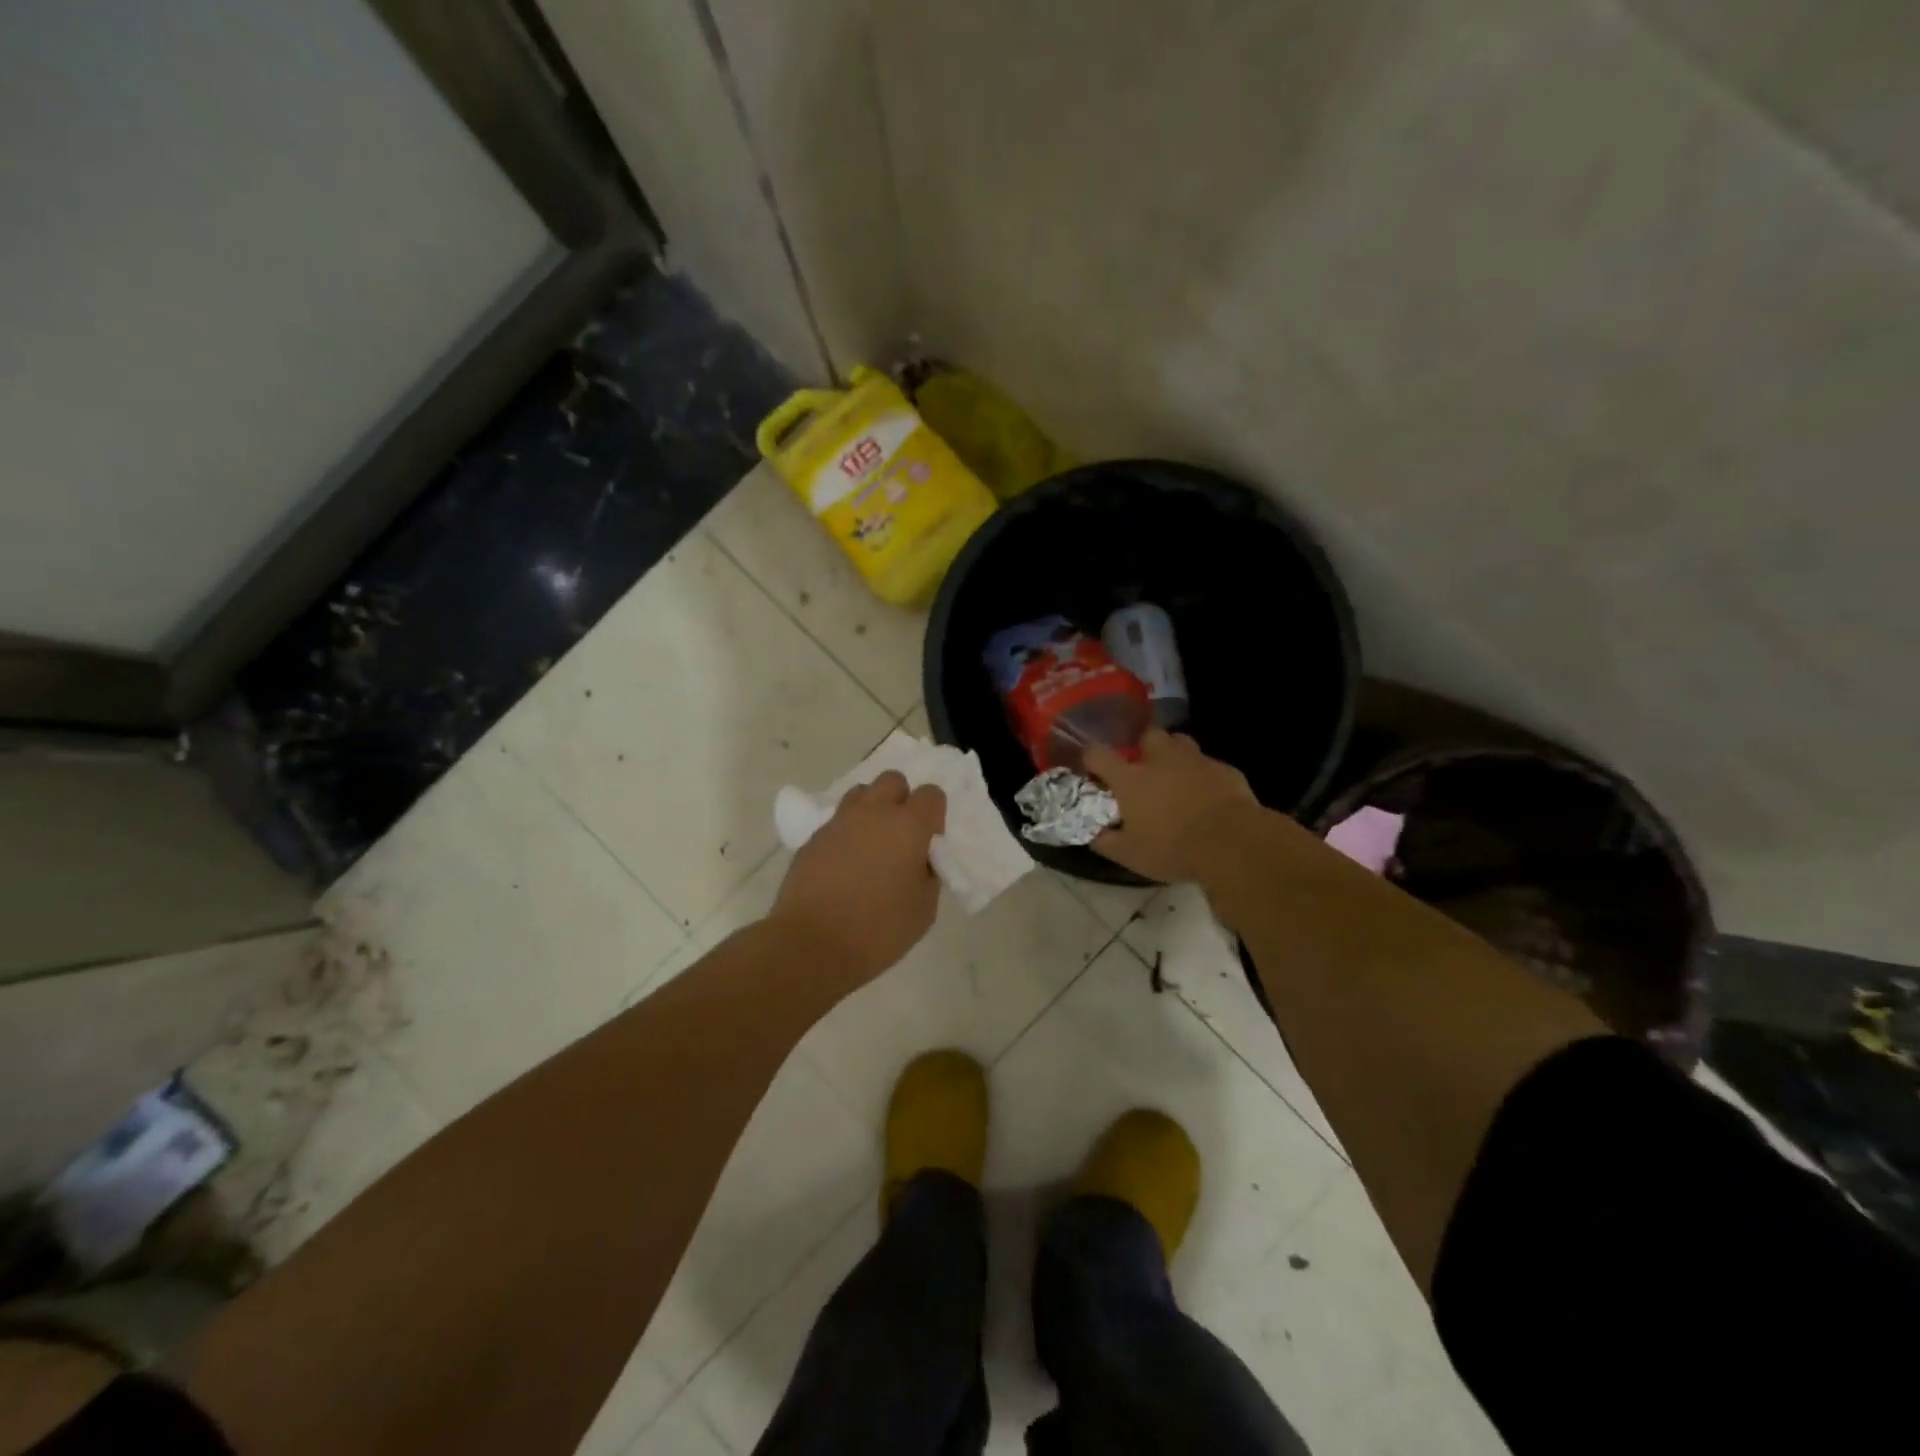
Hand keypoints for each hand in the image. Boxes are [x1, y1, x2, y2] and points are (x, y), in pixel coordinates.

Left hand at [771, 771, 946, 986]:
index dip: (934, 816)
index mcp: (908, 825)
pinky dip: (846, 834)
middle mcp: (873, 812)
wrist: (812, 944)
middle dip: (901, 800)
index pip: (931, 794)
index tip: (928, 844)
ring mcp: (839, 822)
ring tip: (871, 846)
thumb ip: (927, 873)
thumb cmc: (878, 929)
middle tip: (900, 837)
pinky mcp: (813, 838)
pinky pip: (837, 822)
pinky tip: (844, 866)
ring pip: (861, 794)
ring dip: (872, 810)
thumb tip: (919, 860)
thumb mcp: (924, 908)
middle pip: (893, 780)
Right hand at [1084, 729, 1257, 882]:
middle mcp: (1160, 759)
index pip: (1098, 754)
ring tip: (1176, 776)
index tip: (1093, 771)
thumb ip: (1104, 841)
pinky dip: (1204, 775)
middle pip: (1147, 734)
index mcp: (1130, 778)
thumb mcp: (1129, 855)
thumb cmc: (1172, 848)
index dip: (1091, 758)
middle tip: (1143, 768)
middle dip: (1143, 746)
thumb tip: (1091, 833)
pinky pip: (1209, 765)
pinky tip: (1208, 795)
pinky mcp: (1225, 769)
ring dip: (1174, 754)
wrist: (1232, 843)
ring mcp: (1195, 760)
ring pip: (1181, 742)